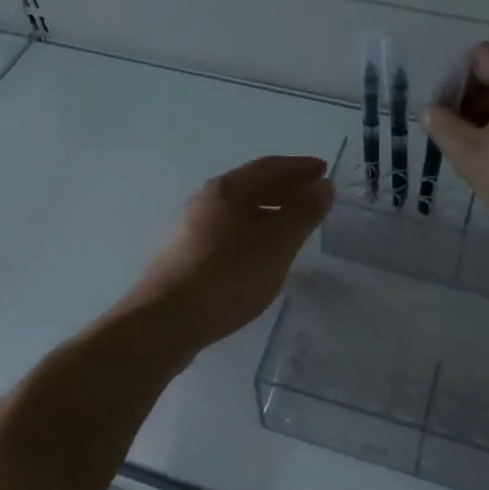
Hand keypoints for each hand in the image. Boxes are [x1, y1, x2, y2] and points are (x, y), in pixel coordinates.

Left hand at [118, 155, 333, 355]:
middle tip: (314, 197)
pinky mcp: (187, 256)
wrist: (164, 322)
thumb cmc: (227, 276)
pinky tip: (262, 254)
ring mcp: (193, 229)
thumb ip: (303, 213)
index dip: (300, 168)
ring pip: (240, 211)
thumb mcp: (276, 245)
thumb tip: (322, 187)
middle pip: (252, 186)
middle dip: (286, 188)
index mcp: (226, 190)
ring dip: (270, 212)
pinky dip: (254, 231)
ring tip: (294, 227)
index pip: (269, 167)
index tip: (324, 171)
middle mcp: (206, 201)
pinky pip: (230, 232)